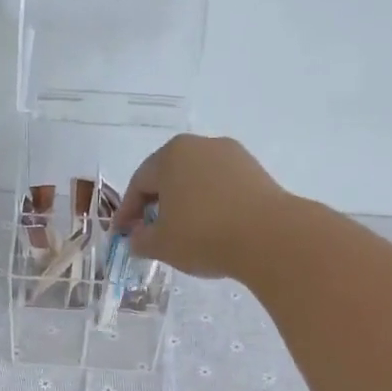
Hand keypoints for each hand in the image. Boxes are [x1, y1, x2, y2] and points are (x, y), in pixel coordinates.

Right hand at [112, 134, 290, 279]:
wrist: (269, 237)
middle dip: (156, 205)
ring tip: (182, 232)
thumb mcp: (160, 244)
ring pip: (196, 181)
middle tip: (149, 232)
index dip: (127, 212)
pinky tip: (210, 229)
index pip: (139, 183)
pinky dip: (209, 205)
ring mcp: (232, 156)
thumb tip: (137, 238)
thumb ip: (141, 240)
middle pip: (168, 176)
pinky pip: (221, 188)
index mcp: (171, 155)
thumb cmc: (202, 235)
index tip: (123, 235)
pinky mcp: (256, 172)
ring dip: (184, 204)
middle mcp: (201, 145)